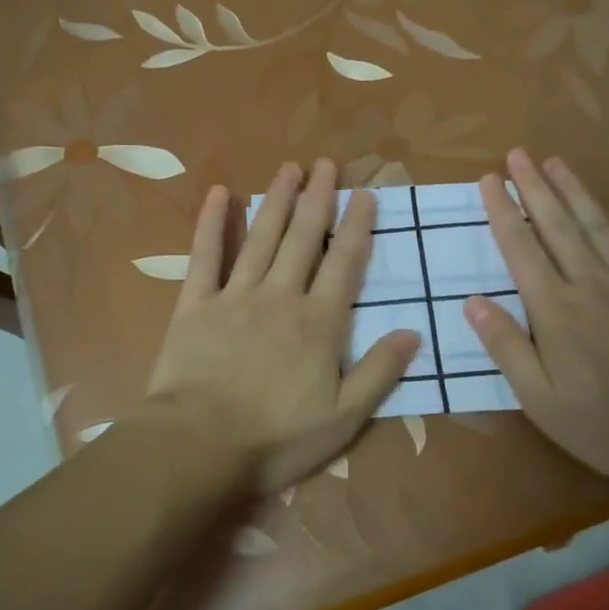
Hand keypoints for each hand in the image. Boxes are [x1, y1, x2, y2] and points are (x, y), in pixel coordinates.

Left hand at [141, 159, 421, 496]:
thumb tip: (413, 332)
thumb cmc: (276, 438)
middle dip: (318, 198)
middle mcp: (281, 297)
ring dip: (277, 200)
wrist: (199, 445)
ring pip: (261, 238)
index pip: (345, 263)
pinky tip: (218, 193)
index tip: (365, 194)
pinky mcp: (195, 305)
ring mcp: (235, 296)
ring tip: (290, 168)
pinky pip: (205, 256)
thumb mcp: (343, 418)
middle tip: (327, 164)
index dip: (357, 226)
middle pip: (303, 238)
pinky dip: (211, 223)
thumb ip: (379, 372)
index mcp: (319, 324)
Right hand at [466, 150, 608, 480]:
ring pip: (598, 226)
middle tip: (518, 153)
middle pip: (556, 226)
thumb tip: (471, 301)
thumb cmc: (608, 423)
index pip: (520, 249)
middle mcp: (591, 284)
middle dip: (534, 187)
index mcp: (555, 310)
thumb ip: (506, 347)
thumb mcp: (541, 399)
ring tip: (556, 161)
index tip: (490, 179)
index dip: (502, 212)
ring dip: (575, 191)